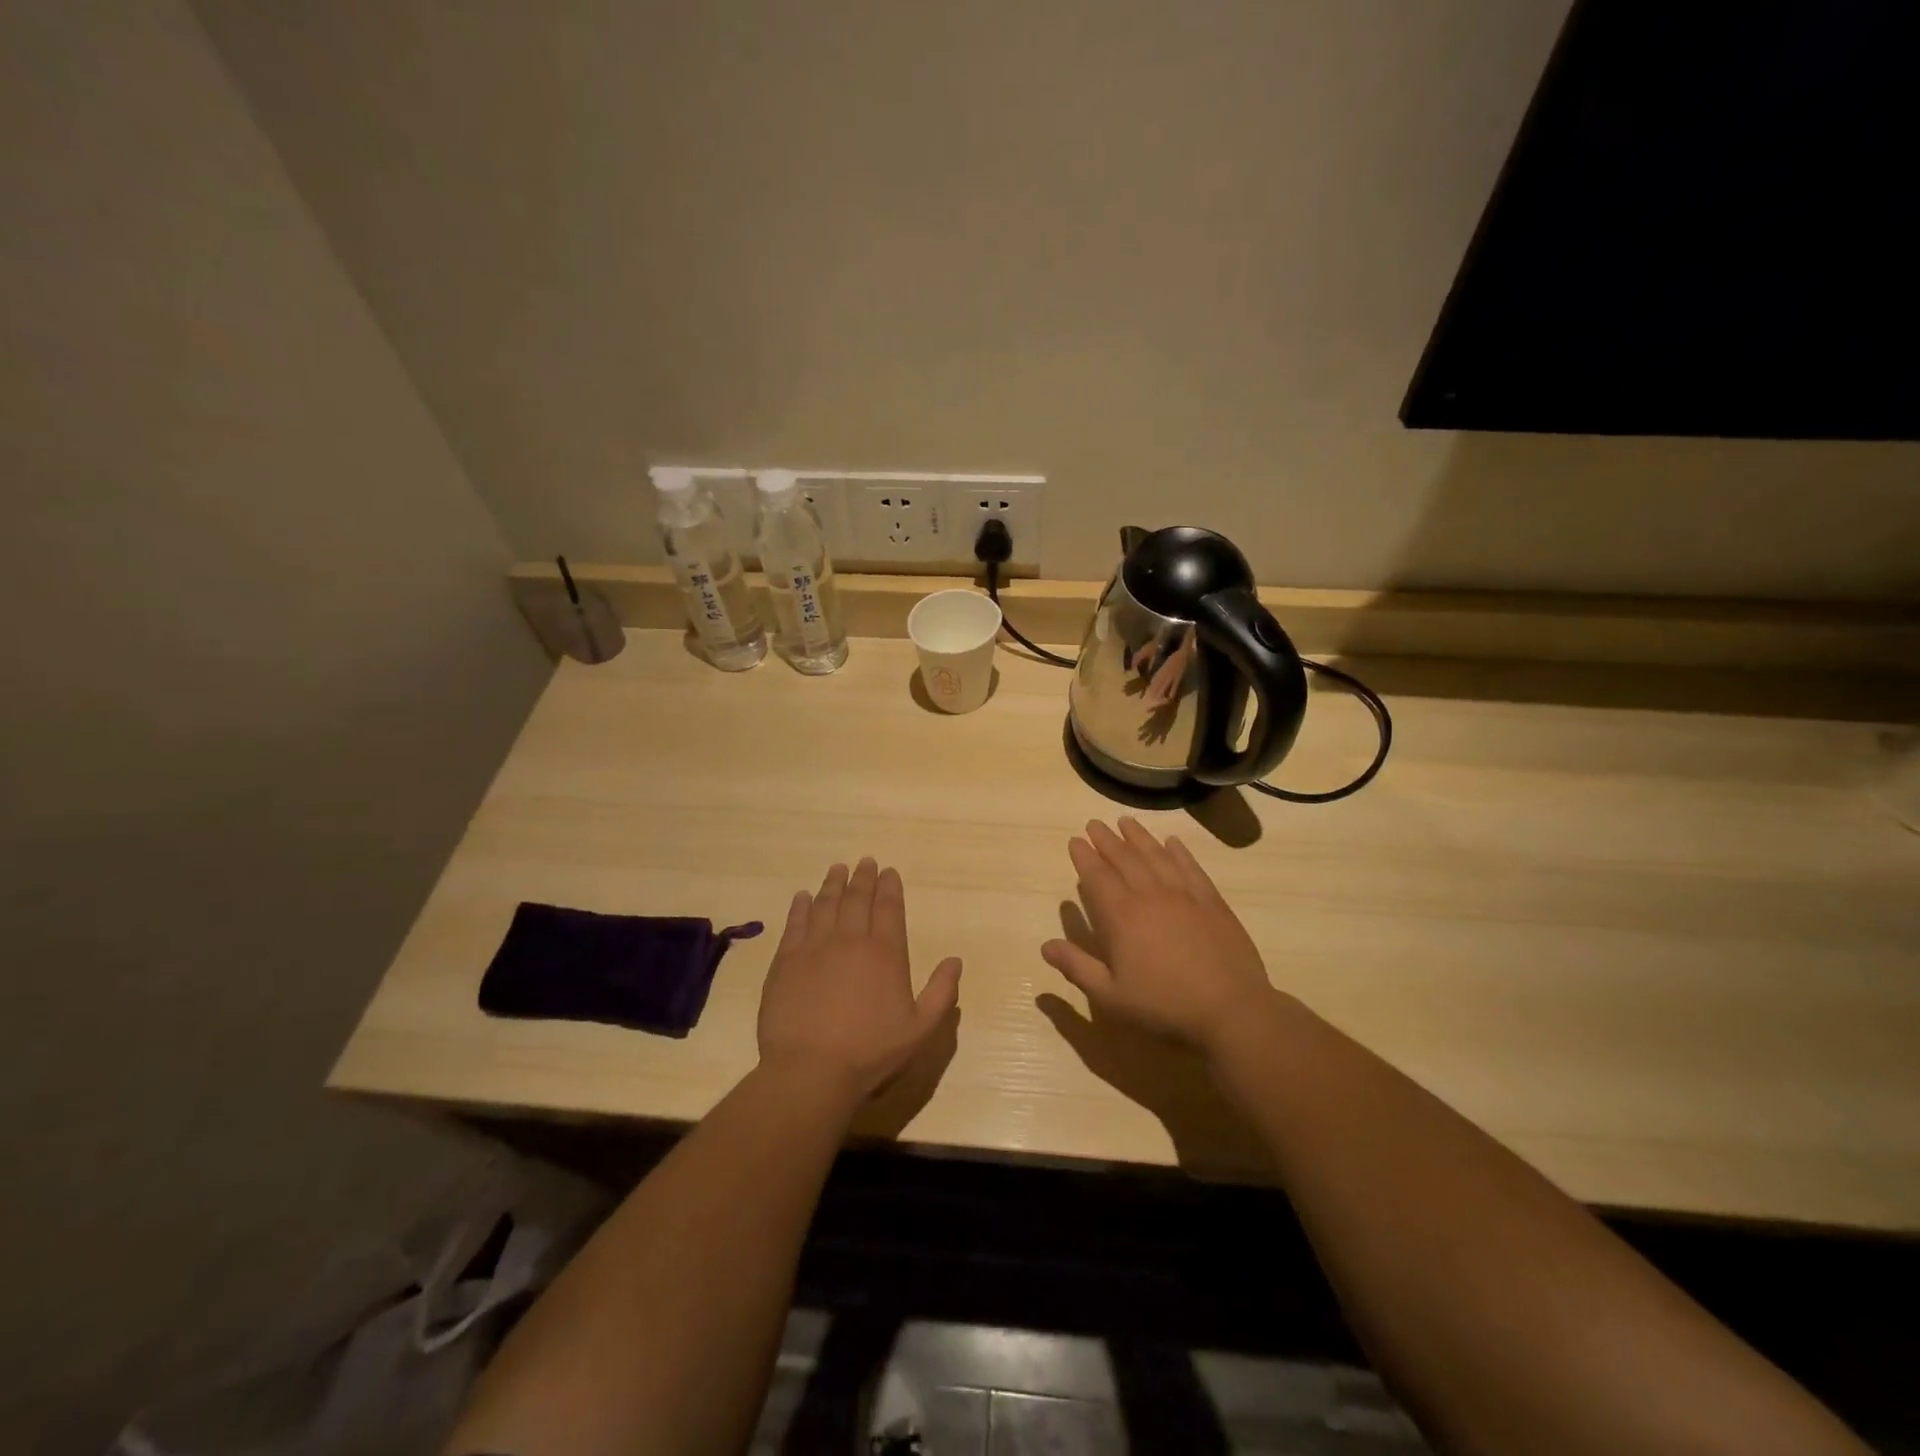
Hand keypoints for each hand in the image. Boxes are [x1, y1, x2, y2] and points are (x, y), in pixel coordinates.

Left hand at [757, 858, 961, 1101]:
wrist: (810, 1070)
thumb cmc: (870, 1052)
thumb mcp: (920, 1029)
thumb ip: (941, 992)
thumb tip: (955, 960)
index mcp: (885, 953)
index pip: (888, 908)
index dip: (889, 887)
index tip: (888, 871)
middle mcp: (850, 940)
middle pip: (857, 899)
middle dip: (863, 878)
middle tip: (865, 862)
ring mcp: (814, 947)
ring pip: (826, 905)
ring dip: (833, 884)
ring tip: (837, 869)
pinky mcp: (785, 961)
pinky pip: (795, 924)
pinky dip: (801, 907)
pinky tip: (803, 897)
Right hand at [1042, 818, 1275, 1053]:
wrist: (1230, 1009)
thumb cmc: (1164, 1005)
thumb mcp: (1110, 995)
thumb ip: (1076, 967)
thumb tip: (1045, 945)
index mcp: (1121, 916)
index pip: (1097, 876)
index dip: (1084, 856)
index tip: (1075, 840)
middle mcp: (1149, 895)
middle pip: (1124, 858)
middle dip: (1107, 839)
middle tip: (1094, 823)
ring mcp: (1183, 895)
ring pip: (1156, 856)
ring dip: (1139, 837)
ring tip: (1126, 821)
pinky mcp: (1211, 901)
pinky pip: (1190, 867)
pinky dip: (1179, 852)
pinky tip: (1172, 842)